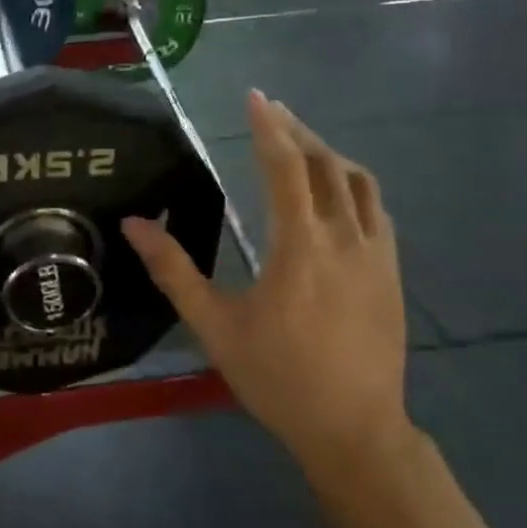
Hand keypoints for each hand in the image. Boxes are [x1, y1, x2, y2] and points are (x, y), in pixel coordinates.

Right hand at [122, 92, 413, 503]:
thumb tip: (134, 224)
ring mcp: (377, 254)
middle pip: (325, 164)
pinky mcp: (393, 273)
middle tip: (271, 112)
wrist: (354, 430)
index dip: (269, 127)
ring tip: (302, 144)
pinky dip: (354, 185)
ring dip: (328, 154)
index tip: (255, 97)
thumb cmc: (277, 376)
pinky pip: (377, 210)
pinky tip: (338, 192)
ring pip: (358, 182)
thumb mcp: (214, 325)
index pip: (286, 167)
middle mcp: (345, 237)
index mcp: (300, 245)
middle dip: (297, 131)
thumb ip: (173, 270)